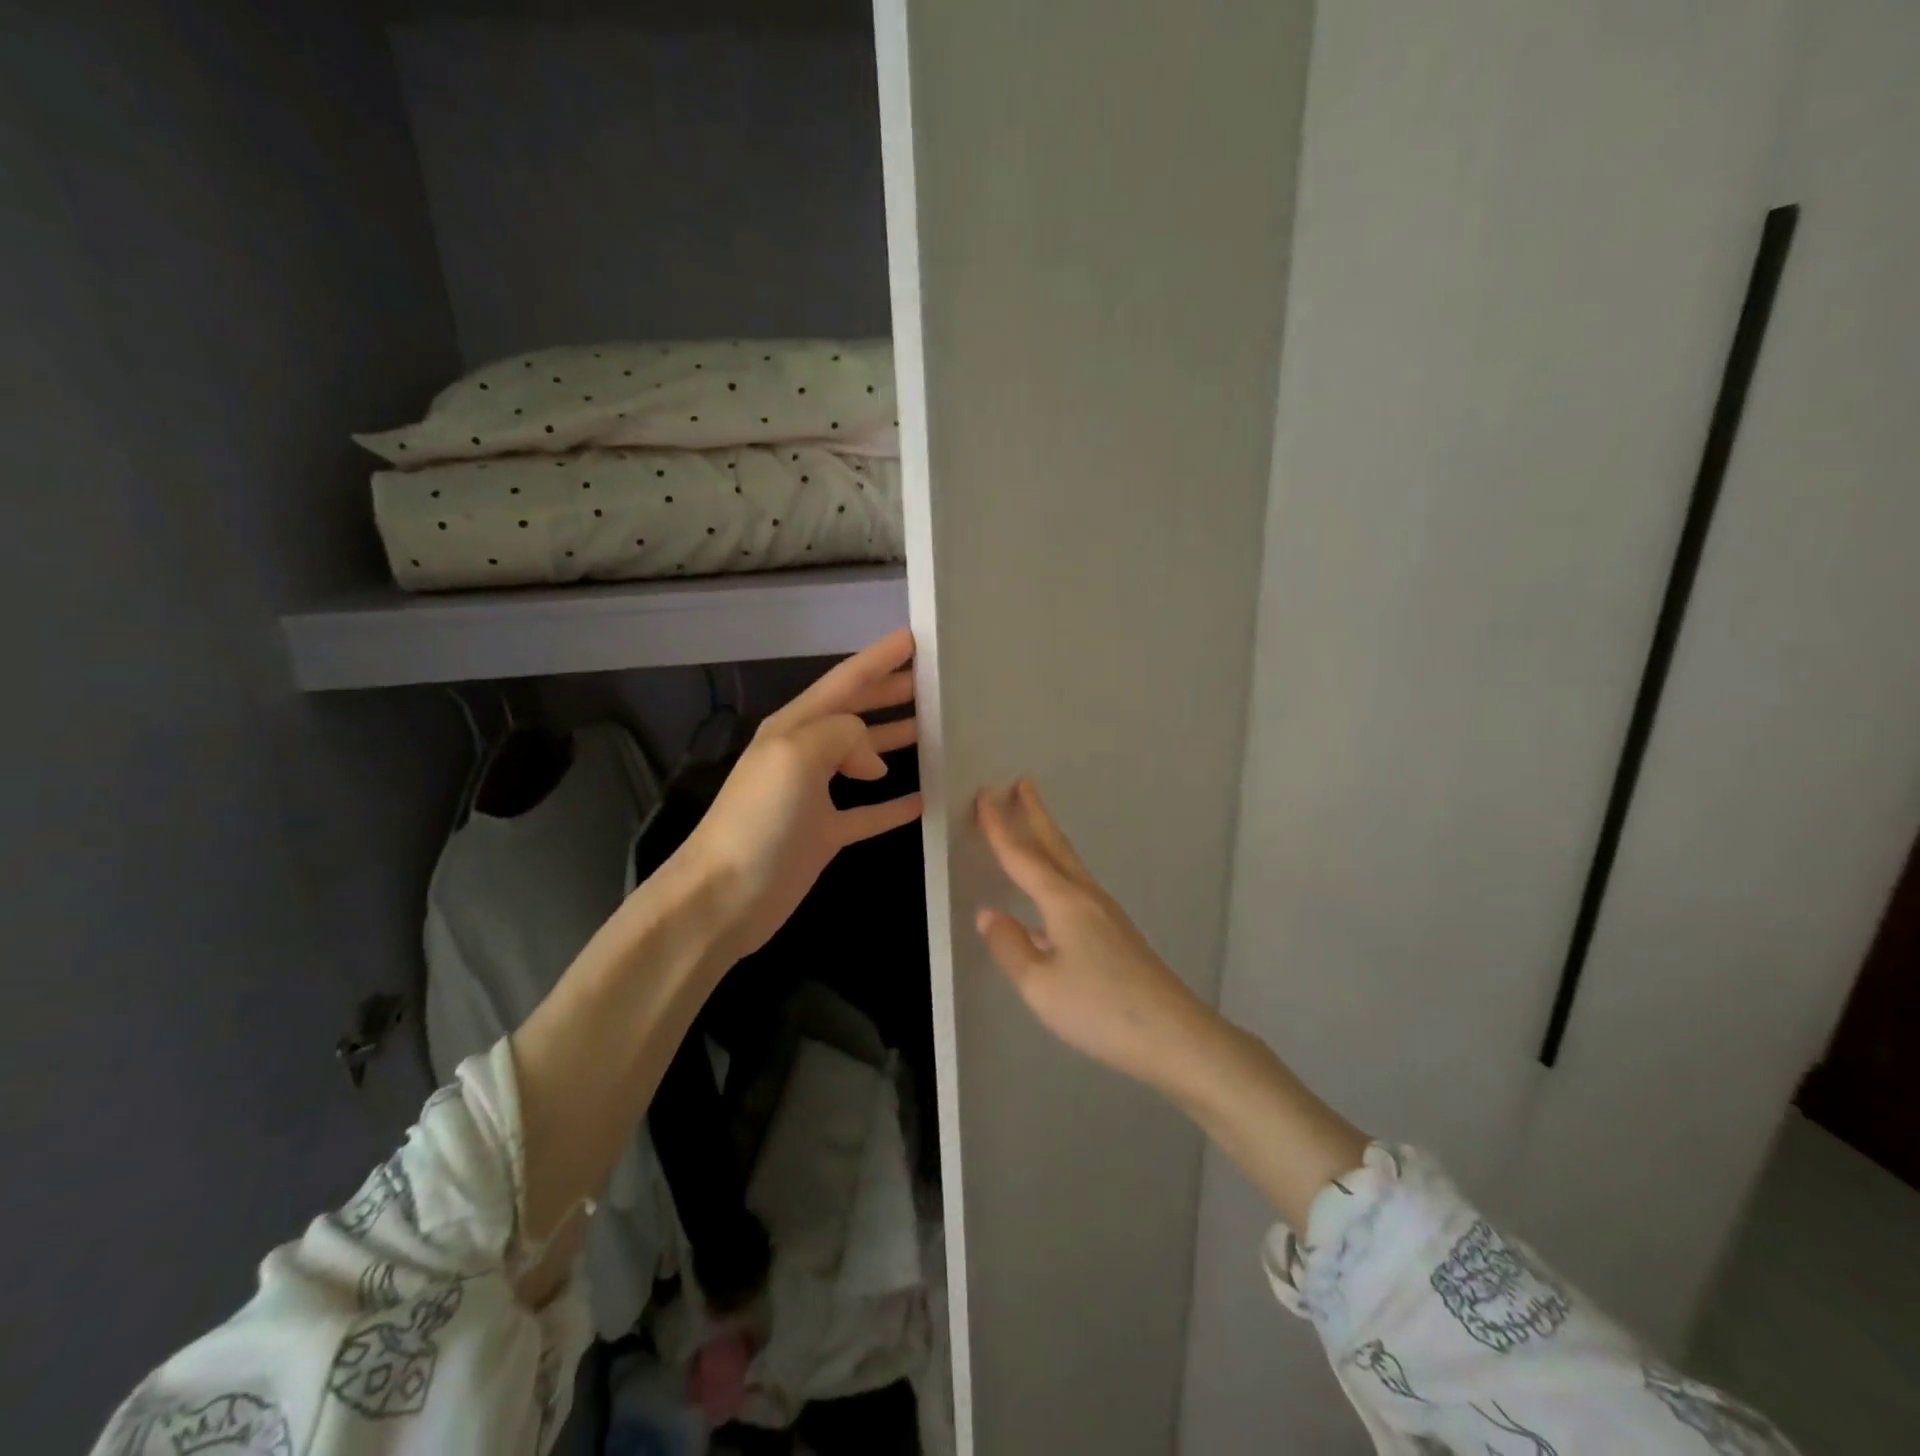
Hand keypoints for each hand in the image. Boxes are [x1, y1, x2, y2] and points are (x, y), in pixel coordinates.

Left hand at [671, 628, 923, 963]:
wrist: (724, 897)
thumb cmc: (758, 819)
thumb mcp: (795, 756)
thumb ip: (841, 735)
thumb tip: (872, 759)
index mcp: (795, 727)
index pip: (846, 681)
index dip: (880, 657)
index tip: (916, 637)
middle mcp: (805, 753)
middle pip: (857, 713)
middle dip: (892, 692)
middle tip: (935, 680)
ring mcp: (815, 795)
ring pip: (865, 757)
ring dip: (896, 739)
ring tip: (937, 729)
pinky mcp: (825, 834)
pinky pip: (869, 812)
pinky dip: (895, 804)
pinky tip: (924, 799)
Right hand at [974, 779, 1212, 1092]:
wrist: (1174, 1035)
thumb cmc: (1100, 1009)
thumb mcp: (1039, 986)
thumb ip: (1010, 947)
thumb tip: (989, 914)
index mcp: (1063, 903)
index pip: (1022, 857)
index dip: (1000, 826)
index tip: (984, 794)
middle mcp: (1086, 897)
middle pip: (1054, 846)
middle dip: (1036, 813)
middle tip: (1022, 783)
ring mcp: (1106, 914)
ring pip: (1069, 865)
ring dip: (1048, 839)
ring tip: (1034, 824)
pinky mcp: (1117, 933)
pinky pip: (1077, 887)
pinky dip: (1058, 872)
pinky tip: (1049, 899)